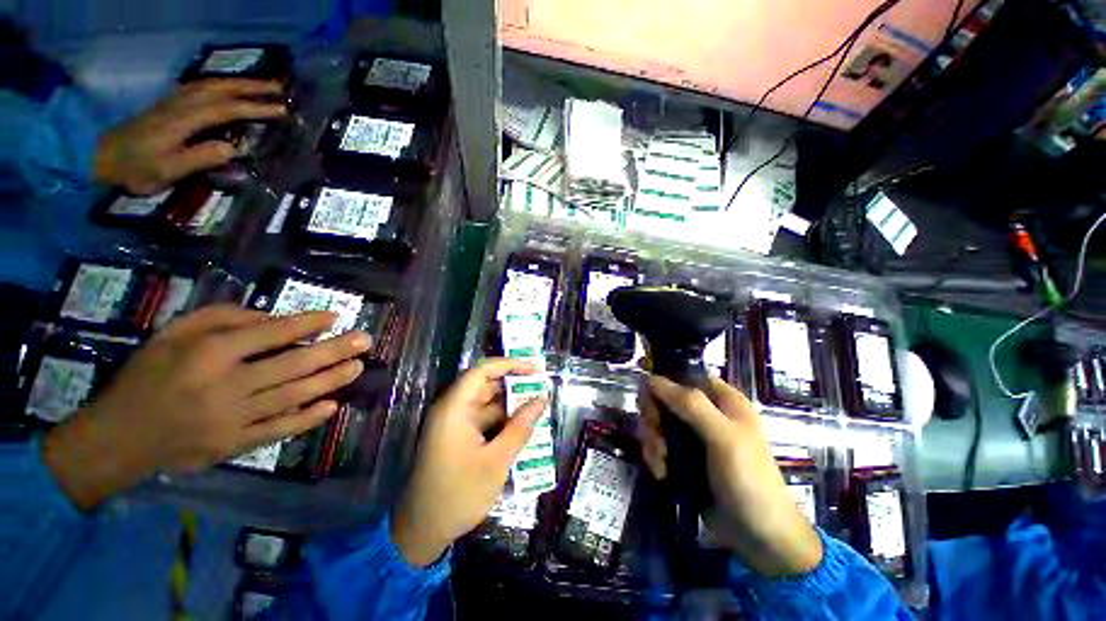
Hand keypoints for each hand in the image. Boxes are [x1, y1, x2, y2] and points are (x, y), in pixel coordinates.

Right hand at [42, 305, 370, 509]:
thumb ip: (223, 320)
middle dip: (334, 351)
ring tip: (357, 367)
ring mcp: (232, 419)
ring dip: (330, 381)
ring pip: (293, 396)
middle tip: (365, 341)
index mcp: (209, 354)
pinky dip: (308, 419)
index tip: (335, 316)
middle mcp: (226, 386)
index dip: (307, 324)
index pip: (271, 334)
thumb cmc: (147, 377)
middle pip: (292, 365)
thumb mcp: (174, 334)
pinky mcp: (234, 445)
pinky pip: (279, 430)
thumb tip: (275, 319)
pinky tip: (332, 407)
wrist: (120, 438)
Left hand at [93, 79, 287, 193]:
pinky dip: (219, 85)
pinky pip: (199, 88)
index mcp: (182, 121)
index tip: (281, 109)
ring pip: (209, 85)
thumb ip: (199, 158)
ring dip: (237, 83)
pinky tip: (227, 89)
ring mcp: (172, 103)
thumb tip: (233, 148)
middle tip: (279, 87)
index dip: (253, 108)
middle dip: (250, 86)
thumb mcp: (167, 170)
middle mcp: (179, 105)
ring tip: (260, 86)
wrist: (99, 156)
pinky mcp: (168, 106)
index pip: (224, 109)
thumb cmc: (135, 168)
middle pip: (218, 88)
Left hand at [391, 358, 546, 566]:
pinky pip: (484, 419)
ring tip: (538, 407)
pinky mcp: (458, 436)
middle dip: (514, 385)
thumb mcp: (496, 461)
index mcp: (454, 408)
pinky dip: (503, 419)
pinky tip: (522, 426)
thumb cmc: (458, 495)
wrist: (422, 532)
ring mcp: (455, 423)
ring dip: (511, 404)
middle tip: (542, 389)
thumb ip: (521, 427)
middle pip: (486, 384)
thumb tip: (542, 400)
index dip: (510, 365)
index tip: (535, 370)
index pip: (482, 371)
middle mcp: (452, 409)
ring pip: (487, 402)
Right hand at [640, 376, 822, 576]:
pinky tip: (662, 473)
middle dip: (654, 417)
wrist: (759, 539)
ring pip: (657, 422)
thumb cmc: (749, 480)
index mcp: (722, 400)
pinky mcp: (682, 458)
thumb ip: (691, 405)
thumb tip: (652, 378)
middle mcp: (705, 413)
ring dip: (653, 441)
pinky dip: (654, 457)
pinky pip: (657, 445)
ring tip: (661, 463)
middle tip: (656, 434)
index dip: (663, 379)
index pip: (685, 375)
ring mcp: (692, 437)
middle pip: (664, 398)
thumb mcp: (724, 438)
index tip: (647, 395)